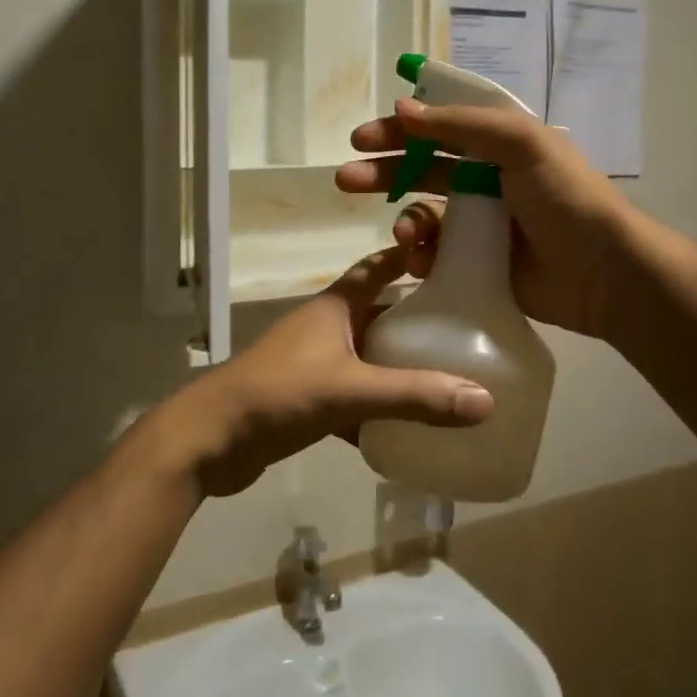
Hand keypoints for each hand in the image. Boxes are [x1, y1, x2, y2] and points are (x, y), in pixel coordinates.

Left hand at [147, 247, 493, 497]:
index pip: (377, 268)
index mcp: (334, 307)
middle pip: (379, 315)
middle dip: (417, 322)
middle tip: (468, 334)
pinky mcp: (306, 399)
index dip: (408, 257)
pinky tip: (408, 428)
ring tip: (449, 380)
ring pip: (368, 359)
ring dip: (399, 367)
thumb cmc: (279, 394)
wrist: (211, 439)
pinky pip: (354, 396)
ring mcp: (313, 364)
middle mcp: (325, 328)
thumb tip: (485, 401)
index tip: (452, 257)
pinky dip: (378, 408)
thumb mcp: (351, 390)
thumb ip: (415, 396)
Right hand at [334, 97, 632, 339]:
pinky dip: (420, 254)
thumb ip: (461, 124)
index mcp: (497, 145)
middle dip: (383, 172)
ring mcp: (478, 224)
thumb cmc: (566, 198)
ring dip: (405, 219)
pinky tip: (418, 258)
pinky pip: (433, 253)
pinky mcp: (474, 263)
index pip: (437, 128)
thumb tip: (401, 109)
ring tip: (404, 234)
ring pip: (423, 213)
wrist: (603, 273)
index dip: (399, 130)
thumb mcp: (521, 144)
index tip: (361, 138)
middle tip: (345, 179)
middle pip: (420, 169)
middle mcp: (484, 179)